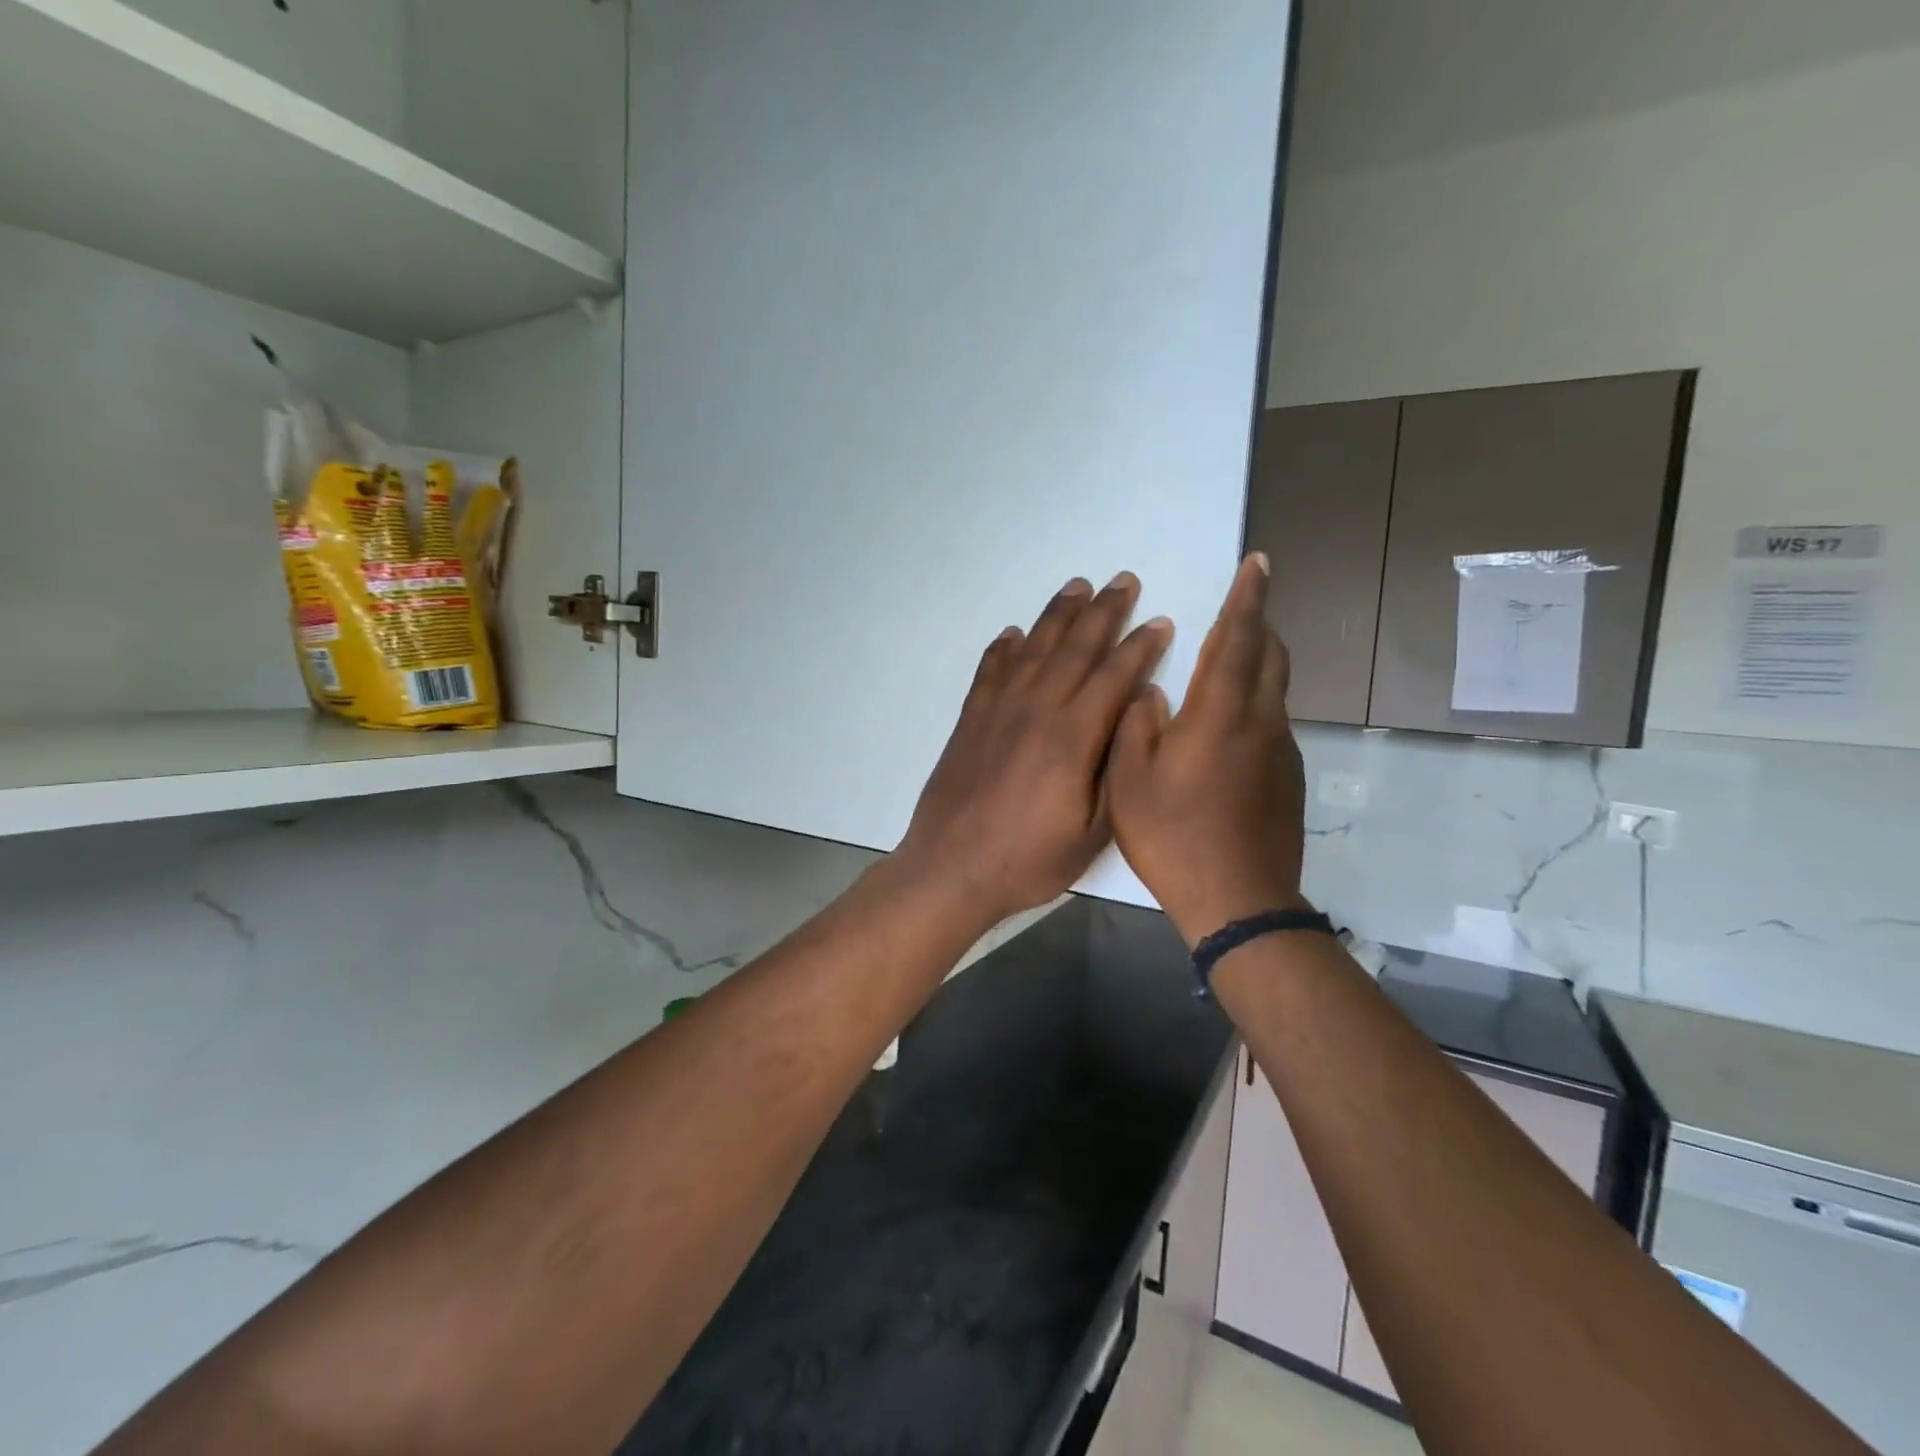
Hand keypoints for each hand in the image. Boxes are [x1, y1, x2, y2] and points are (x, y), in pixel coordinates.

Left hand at [895, 573, 1172, 927]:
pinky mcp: (971, 720)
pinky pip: (990, 671)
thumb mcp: (1093, 831)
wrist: (952, 868)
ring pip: (1034, 649)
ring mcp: (998, 711)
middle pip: (1075, 648)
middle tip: (1124, 580)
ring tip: (1077, 587)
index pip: (1114, 676)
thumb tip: (1133, 715)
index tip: (1160, 621)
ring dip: (1058, 615)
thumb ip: (1116, 769)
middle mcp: (1036, 710)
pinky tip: (1013, 633)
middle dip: (1104, 612)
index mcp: (1072, 736)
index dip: (1140, 646)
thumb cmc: (1029, 859)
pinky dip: (1003, 648)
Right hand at [1108, 554, 1307, 945]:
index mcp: (1220, 716)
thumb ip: (1136, 725)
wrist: (1238, 901)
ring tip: (1225, 658)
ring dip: (1256, 661)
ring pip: (1274, 688)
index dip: (1247, 598)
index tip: (1257, 563)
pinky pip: (1271, 720)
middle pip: (1270, 656)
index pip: (1239, 639)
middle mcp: (1260, 723)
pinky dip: (1253, 700)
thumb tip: (1151, 692)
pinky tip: (1225, 726)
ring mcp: (1280, 752)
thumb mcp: (1130, 781)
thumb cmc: (1173, 837)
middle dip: (1257, 622)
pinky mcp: (1286, 777)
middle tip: (1239, 605)